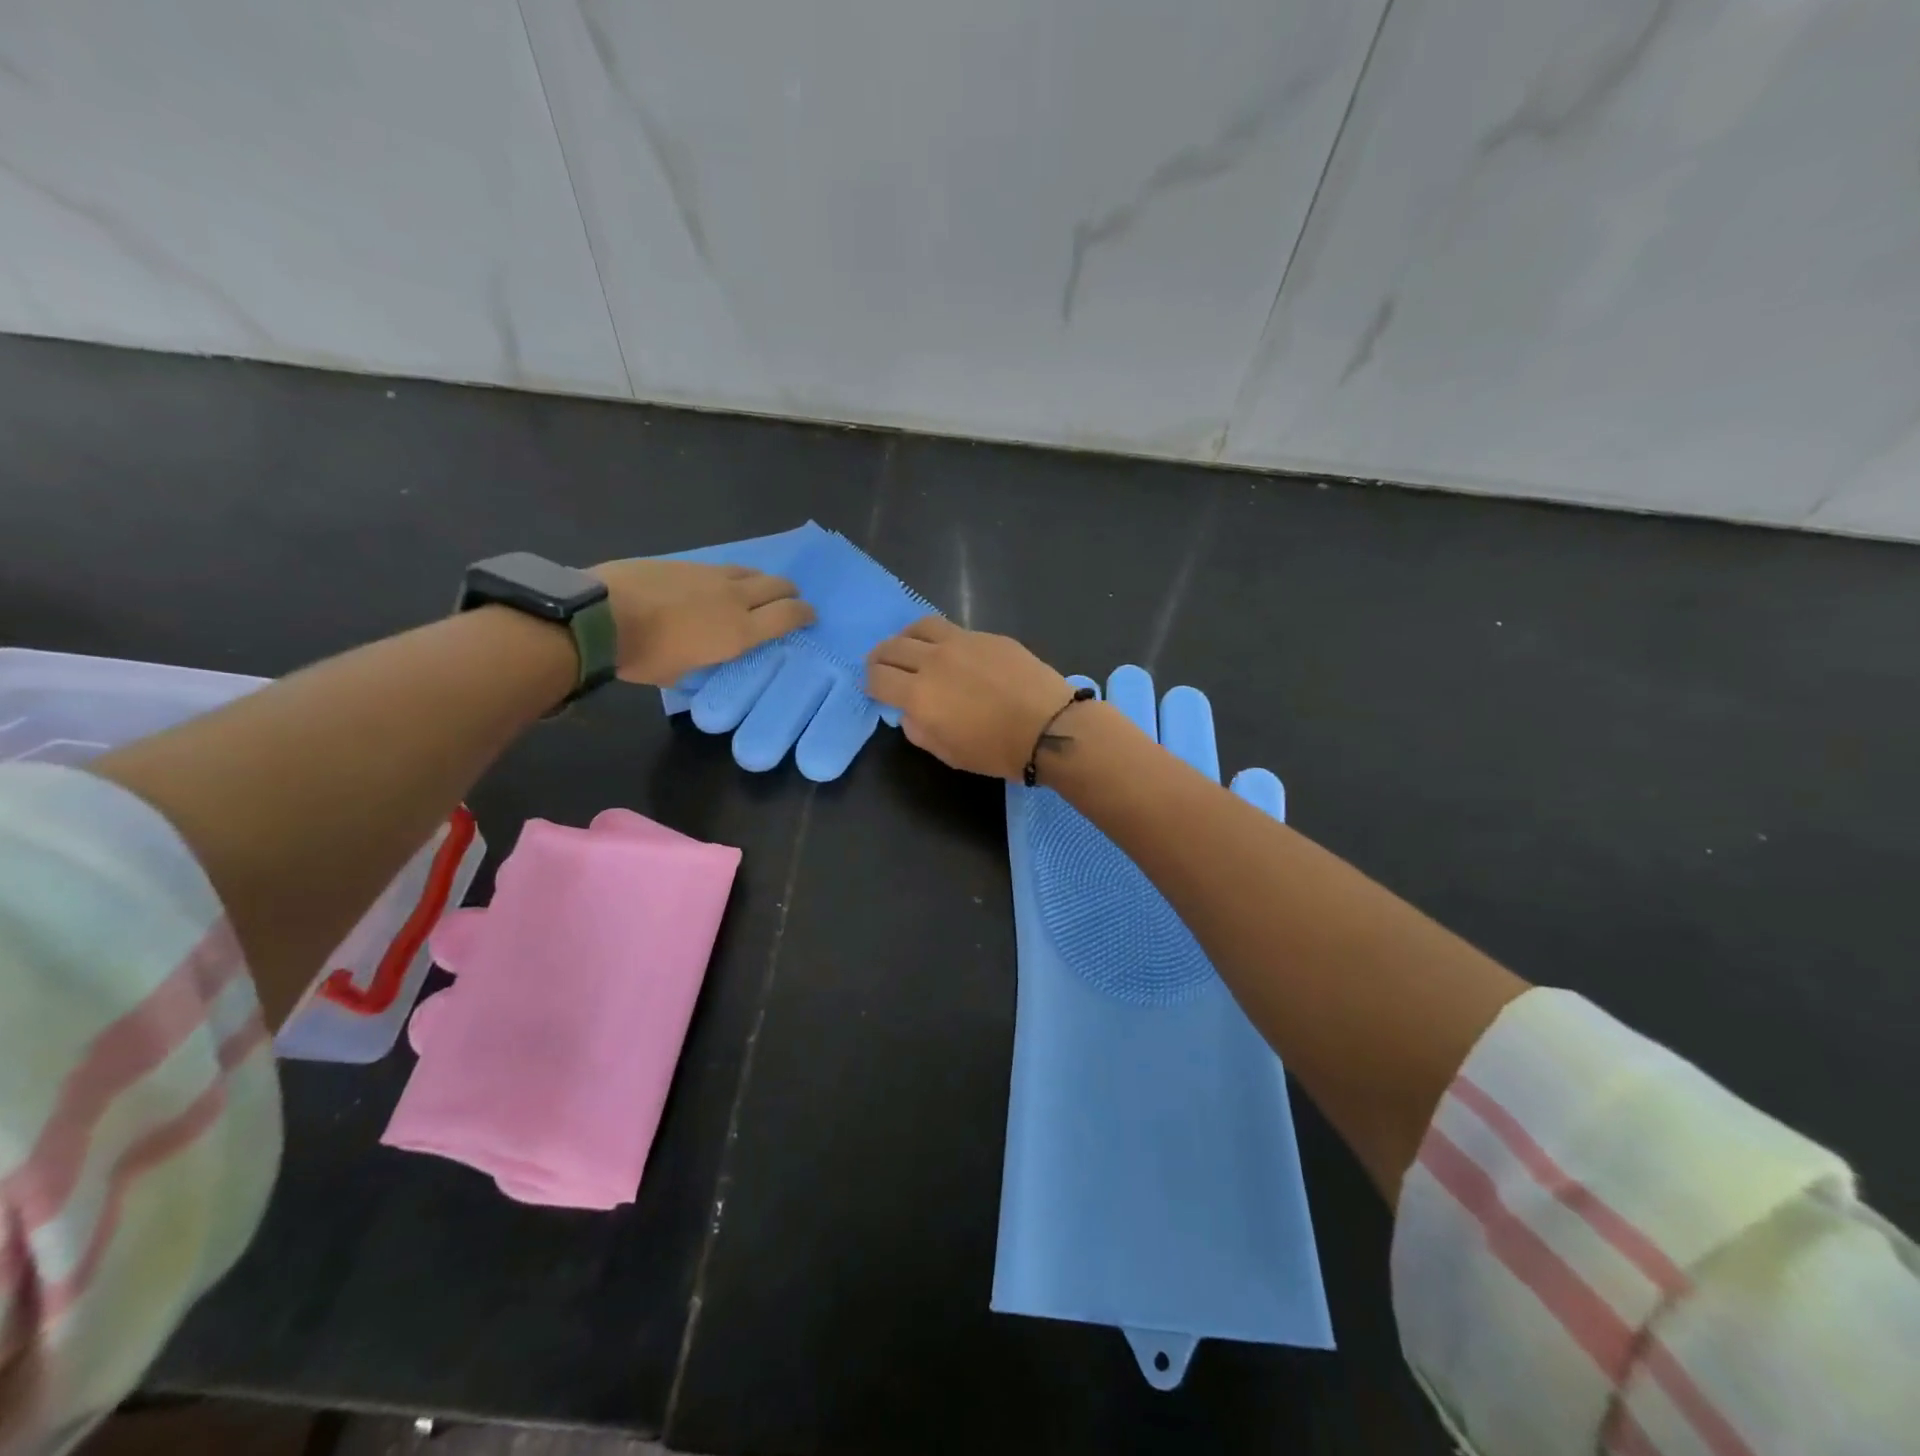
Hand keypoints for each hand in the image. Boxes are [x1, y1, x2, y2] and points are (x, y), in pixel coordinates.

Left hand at [591, 558, 814, 687]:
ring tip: (757, 589)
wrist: (600, 616)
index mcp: (739, 632)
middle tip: (789, 600)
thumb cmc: (643, 657)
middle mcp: (734, 599)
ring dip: (761, 581)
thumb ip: (704, 661)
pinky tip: (719, 583)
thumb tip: (706, 657)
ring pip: (750, 572)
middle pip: (777, 586)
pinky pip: (721, 567)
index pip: (788, 616)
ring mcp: (709, 575)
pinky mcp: (685, 562)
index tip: (809, 616)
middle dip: (789, 592)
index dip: (804, 614)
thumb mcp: (682, 674)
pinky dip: (731, 576)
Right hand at [866, 617, 1080, 778]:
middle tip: (883, 667)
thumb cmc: (997, 751)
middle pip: (892, 647)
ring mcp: (962, 642)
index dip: (870, 684)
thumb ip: (919, 729)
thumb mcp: (948, 753)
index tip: (875, 689)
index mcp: (919, 695)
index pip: (877, 678)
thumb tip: (910, 712)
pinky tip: (950, 652)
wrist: (1050, 727)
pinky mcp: (987, 636)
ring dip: (906, 637)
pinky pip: (952, 630)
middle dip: (881, 658)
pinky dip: (939, 639)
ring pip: (920, 627)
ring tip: (910, 648)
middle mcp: (933, 661)